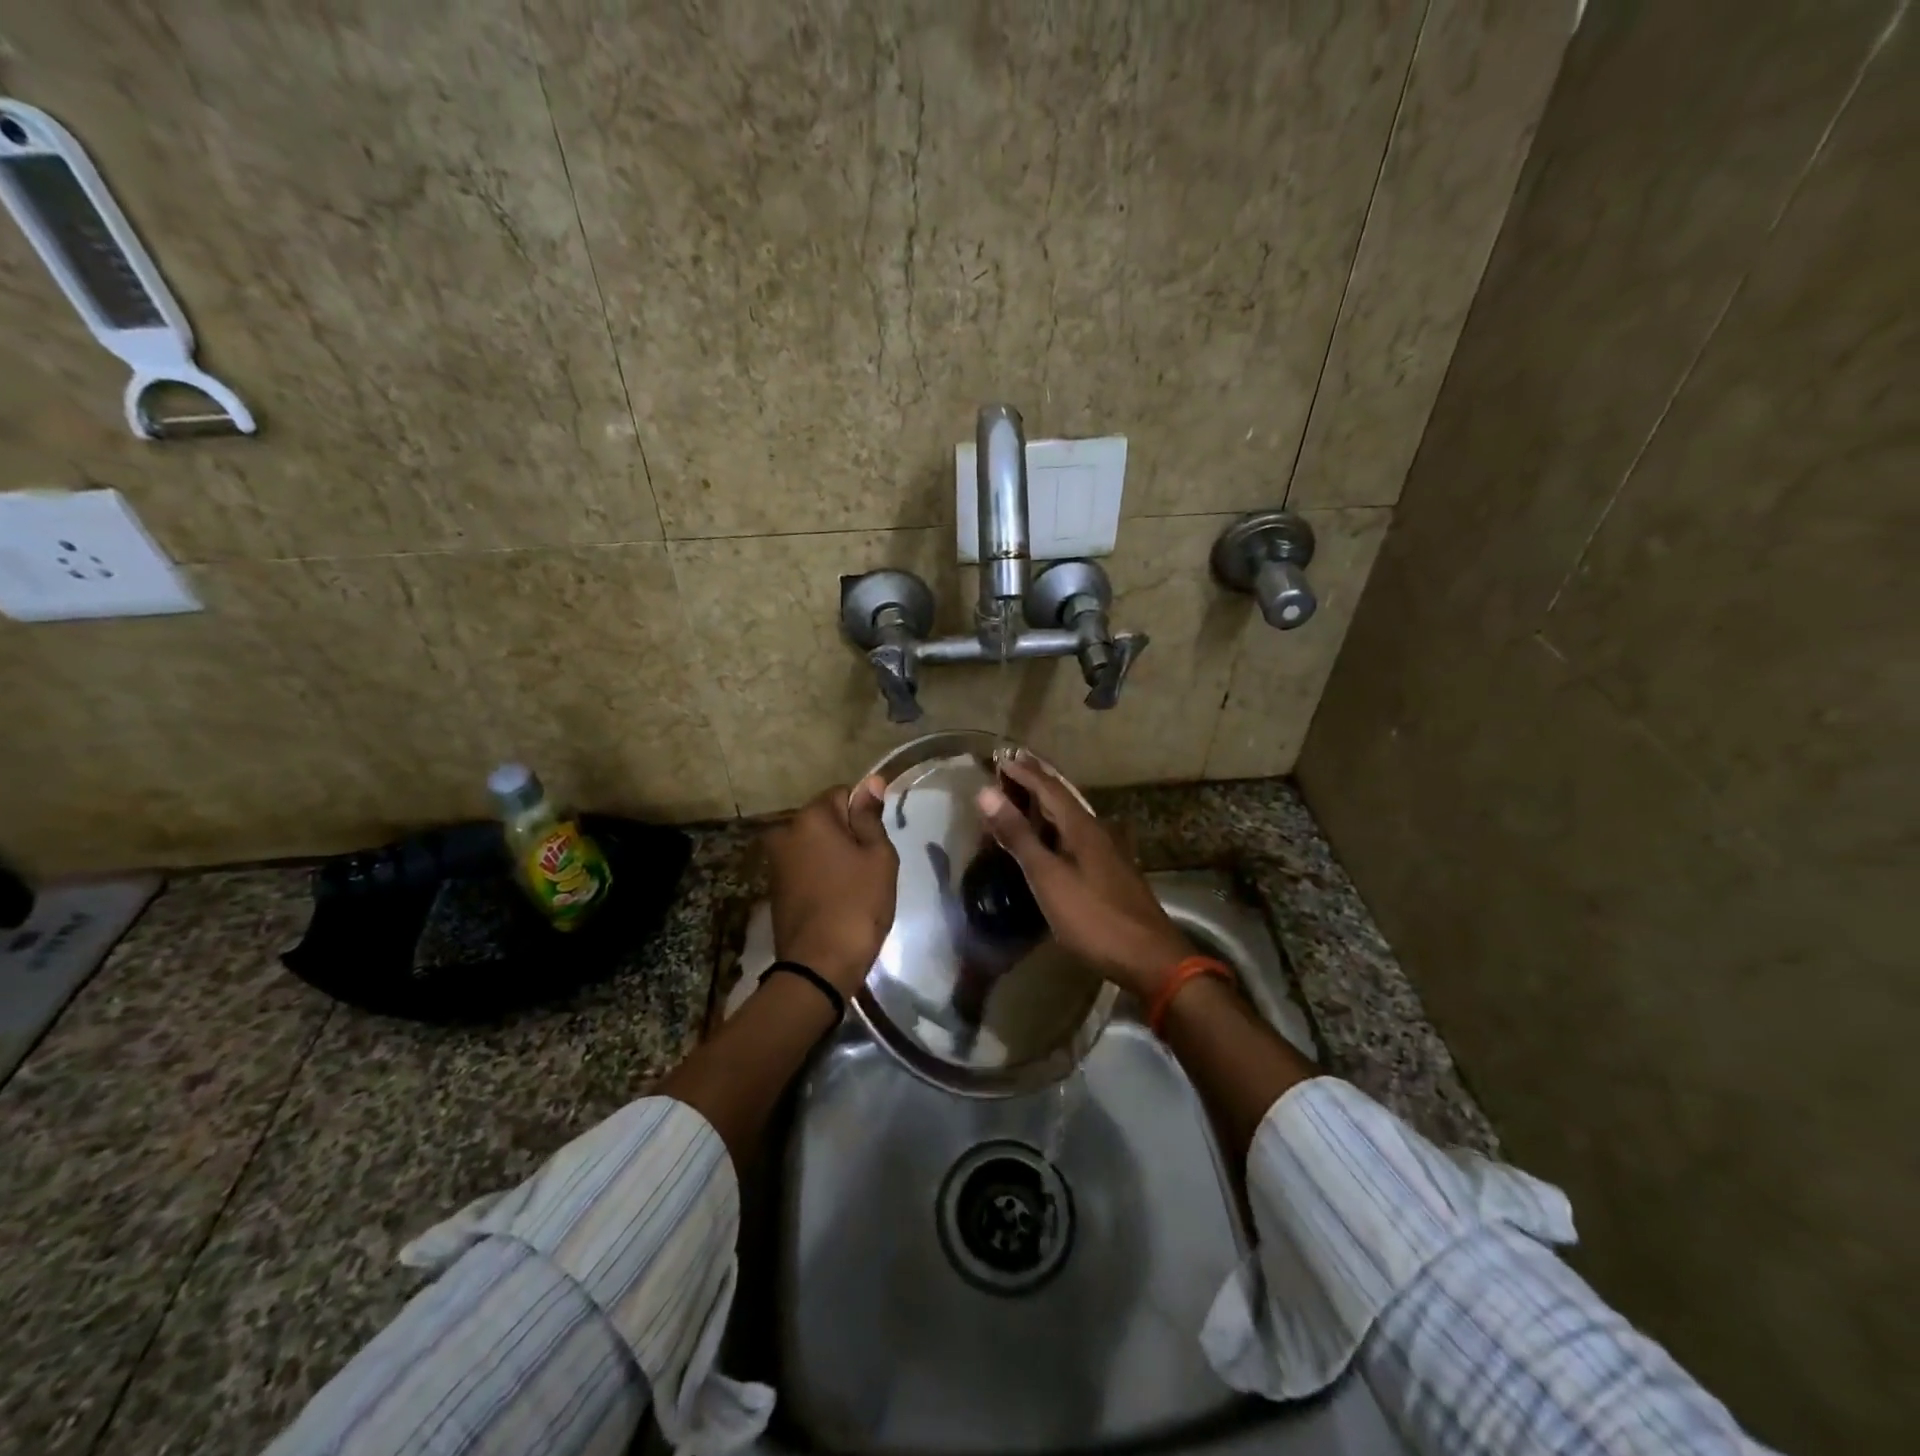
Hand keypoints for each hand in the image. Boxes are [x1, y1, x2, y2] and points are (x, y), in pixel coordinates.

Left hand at [765, 776, 897, 995]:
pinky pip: (805, 867)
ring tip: (855, 886)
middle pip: (825, 820)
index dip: (864, 814)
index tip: (877, 842)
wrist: (819, 966)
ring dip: (833, 856)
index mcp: (810, 818)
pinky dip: (821, 875)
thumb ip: (871, 817)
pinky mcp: (774, 888)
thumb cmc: (857, 904)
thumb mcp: (878, 857)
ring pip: (814, 845)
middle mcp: (784, 832)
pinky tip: (837, 899)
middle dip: (847, 835)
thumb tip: (870, 781)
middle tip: (869, 867)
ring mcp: (775, 862)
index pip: (843, 793)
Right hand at [975, 754, 1194, 998]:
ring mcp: (1108, 853)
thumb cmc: (1094, 917)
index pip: (1049, 788)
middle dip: (1037, 782)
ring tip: (1026, 797)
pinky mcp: (1110, 873)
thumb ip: (1019, 836)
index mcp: (1082, 827)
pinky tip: (1053, 840)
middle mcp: (1097, 832)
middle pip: (1063, 798)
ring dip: (1047, 805)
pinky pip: (1077, 837)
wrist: (1149, 958)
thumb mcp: (1049, 877)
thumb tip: (987, 792)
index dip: (1024, 773)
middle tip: (1013, 767)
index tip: (1001, 759)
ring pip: (1071, 818)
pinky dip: (1057, 828)